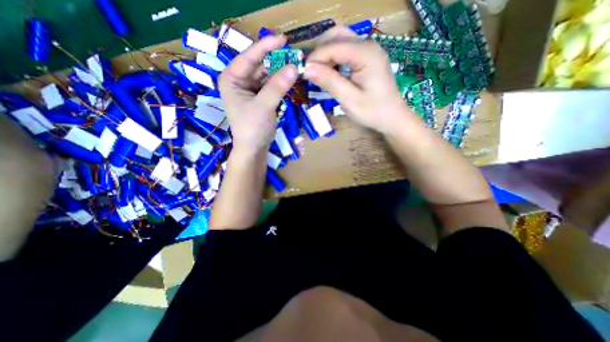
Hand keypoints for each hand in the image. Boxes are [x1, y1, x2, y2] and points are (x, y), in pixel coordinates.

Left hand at [220, 35, 299, 151]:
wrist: (253, 149)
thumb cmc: (252, 128)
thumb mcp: (264, 106)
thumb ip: (277, 86)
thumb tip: (294, 67)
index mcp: (231, 79)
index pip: (248, 57)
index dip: (266, 47)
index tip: (284, 39)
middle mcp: (239, 81)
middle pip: (259, 65)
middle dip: (276, 61)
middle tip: (295, 56)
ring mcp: (250, 90)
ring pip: (267, 75)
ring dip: (280, 72)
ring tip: (296, 67)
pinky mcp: (259, 98)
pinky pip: (271, 86)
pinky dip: (280, 83)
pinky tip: (290, 79)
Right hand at [305, 25, 414, 134]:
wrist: (392, 118)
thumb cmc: (373, 112)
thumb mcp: (349, 99)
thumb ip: (329, 82)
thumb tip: (307, 68)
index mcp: (365, 54)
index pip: (333, 46)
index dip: (315, 58)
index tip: (302, 73)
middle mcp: (368, 45)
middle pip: (337, 35)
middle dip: (320, 51)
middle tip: (310, 71)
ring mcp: (369, 51)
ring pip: (341, 40)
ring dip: (326, 53)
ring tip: (318, 73)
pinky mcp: (367, 58)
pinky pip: (346, 51)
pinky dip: (334, 58)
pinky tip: (330, 72)